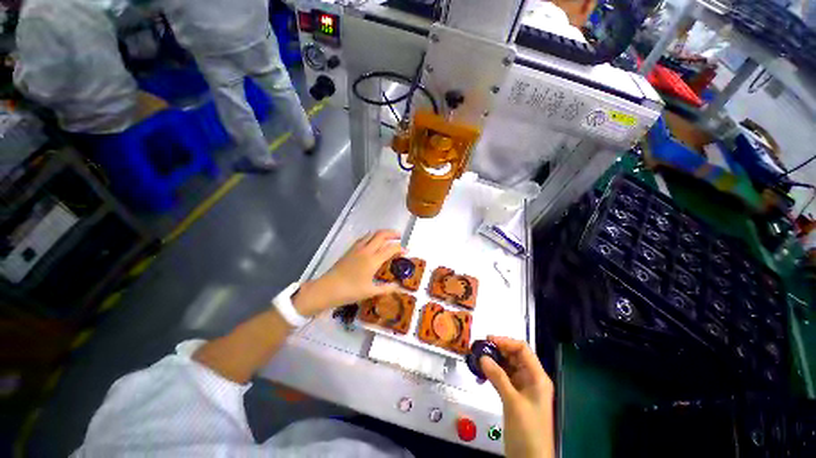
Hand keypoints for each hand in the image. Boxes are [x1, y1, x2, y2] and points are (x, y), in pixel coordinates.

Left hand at [294, 230, 403, 316]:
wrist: (327, 288)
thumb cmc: (350, 291)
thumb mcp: (370, 291)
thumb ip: (387, 289)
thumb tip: (400, 288)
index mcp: (373, 260)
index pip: (391, 248)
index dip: (401, 248)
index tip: (407, 251)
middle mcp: (366, 250)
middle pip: (382, 235)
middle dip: (393, 233)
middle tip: (400, 237)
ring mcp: (357, 248)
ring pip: (372, 234)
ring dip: (382, 233)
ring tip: (388, 238)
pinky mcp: (350, 249)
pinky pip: (363, 238)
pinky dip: (371, 236)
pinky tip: (372, 242)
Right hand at [481, 336, 554, 457]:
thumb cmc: (528, 430)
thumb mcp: (513, 402)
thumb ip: (498, 377)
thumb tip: (482, 357)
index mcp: (537, 377)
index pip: (522, 349)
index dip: (505, 341)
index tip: (488, 340)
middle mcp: (531, 379)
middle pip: (514, 356)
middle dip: (497, 350)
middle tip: (479, 348)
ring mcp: (522, 388)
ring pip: (507, 366)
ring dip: (493, 361)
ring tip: (477, 357)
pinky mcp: (514, 397)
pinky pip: (503, 378)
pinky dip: (493, 373)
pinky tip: (481, 371)